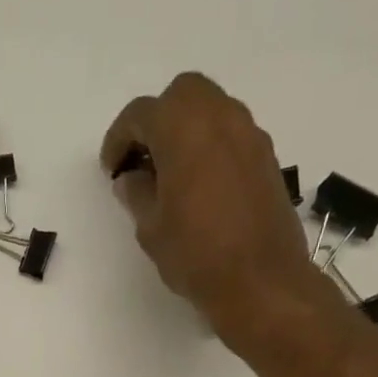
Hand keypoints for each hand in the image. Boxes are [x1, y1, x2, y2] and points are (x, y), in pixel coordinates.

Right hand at [101, 72, 330, 356]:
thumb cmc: (195, 255)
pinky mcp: (266, 158)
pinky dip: (210, 147)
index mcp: (183, 129)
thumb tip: (132, 178)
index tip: (112, 170)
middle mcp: (220, 117)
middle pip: (182, 94)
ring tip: (170, 175)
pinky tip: (199, 186)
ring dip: (186, 131)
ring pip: (211, 110)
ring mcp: (249, 135)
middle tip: (142, 161)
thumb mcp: (151, 228)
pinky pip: (231, 135)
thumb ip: (137, 194)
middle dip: (157, 120)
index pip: (141, 114)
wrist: (260, 281)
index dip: (119, 139)